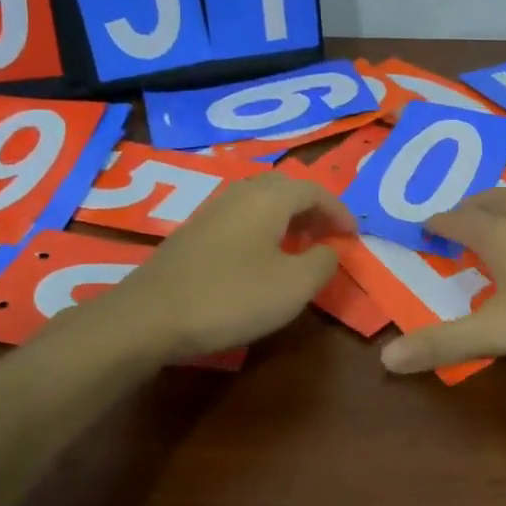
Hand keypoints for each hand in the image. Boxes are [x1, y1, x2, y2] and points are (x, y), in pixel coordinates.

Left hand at [105, 172, 356, 358]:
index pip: (315, 191)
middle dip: (314, 210)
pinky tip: (262, 258)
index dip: (339, 211)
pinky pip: (242, 217)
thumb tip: (329, 250)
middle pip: (287, 189)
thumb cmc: (231, 297)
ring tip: (301, 246)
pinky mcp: (194, 231)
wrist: (150, 316)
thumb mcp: (293, 286)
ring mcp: (213, 210)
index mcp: (269, 197)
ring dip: (288, 219)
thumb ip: (323, 263)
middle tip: (330, 236)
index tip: (354, 235)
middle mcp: (241, 192)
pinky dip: (264, 229)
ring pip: (262, 202)